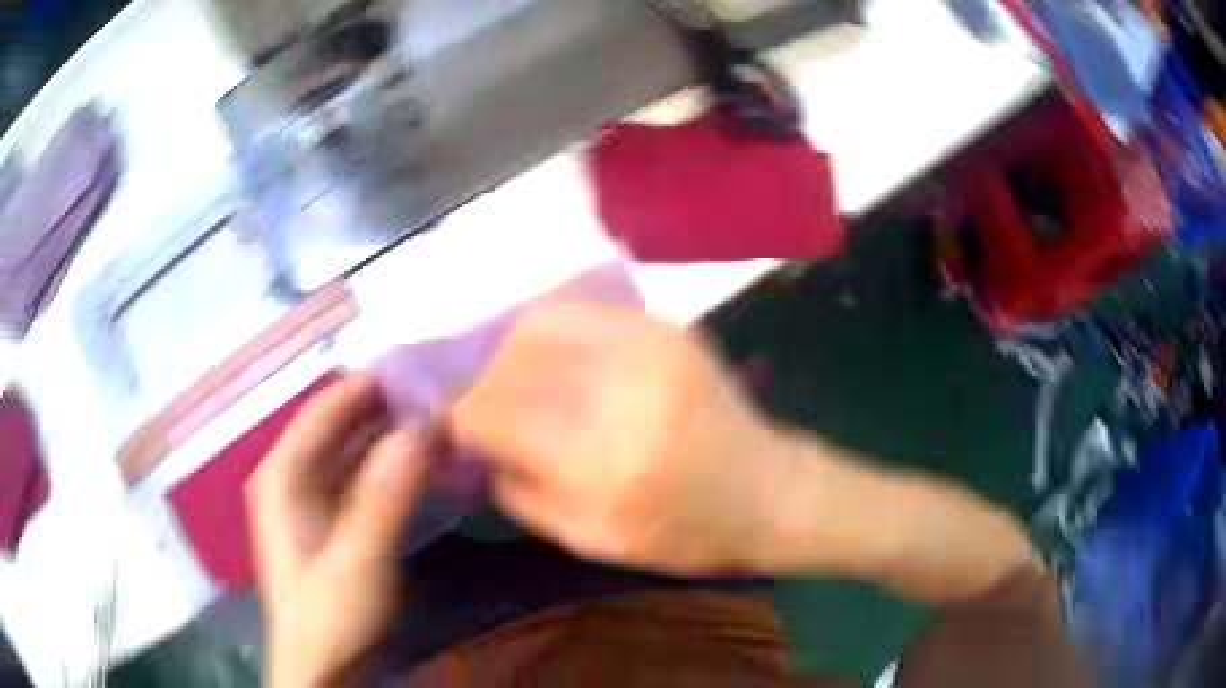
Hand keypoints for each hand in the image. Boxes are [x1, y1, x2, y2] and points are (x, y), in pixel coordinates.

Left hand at [246, 373, 430, 687]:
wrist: (322, 667)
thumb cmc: (330, 614)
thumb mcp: (360, 557)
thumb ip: (387, 494)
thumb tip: (423, 428)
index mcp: (283, 473)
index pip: (325, 409)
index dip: (368, 385)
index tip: (420, 367)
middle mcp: (292, 476)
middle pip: (339, 427)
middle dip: (386, 410)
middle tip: (441, 395)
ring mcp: (311, 499)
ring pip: (352, 453)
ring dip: (392, 439)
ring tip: (441, 423)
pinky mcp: (331, 521)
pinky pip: (361, 480)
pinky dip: (390, 469)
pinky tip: (423, 465)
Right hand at [451, 303, 778, 574]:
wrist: (766, 491)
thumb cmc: (683, 533)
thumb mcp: (590, 538)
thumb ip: (518, 489)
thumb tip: (472, 443)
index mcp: (602, 460)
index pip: (492, 411)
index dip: (459, 415)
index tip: (453, 425)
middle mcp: (622, 389)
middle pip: (510, 358)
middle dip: (481, 382)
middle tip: (482, 405)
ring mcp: (649, 344)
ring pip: (539, 321)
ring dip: (510, 350)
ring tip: (514, 381)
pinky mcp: (665, 326)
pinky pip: (581, 312)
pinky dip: (550, 332)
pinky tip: (553, 362)